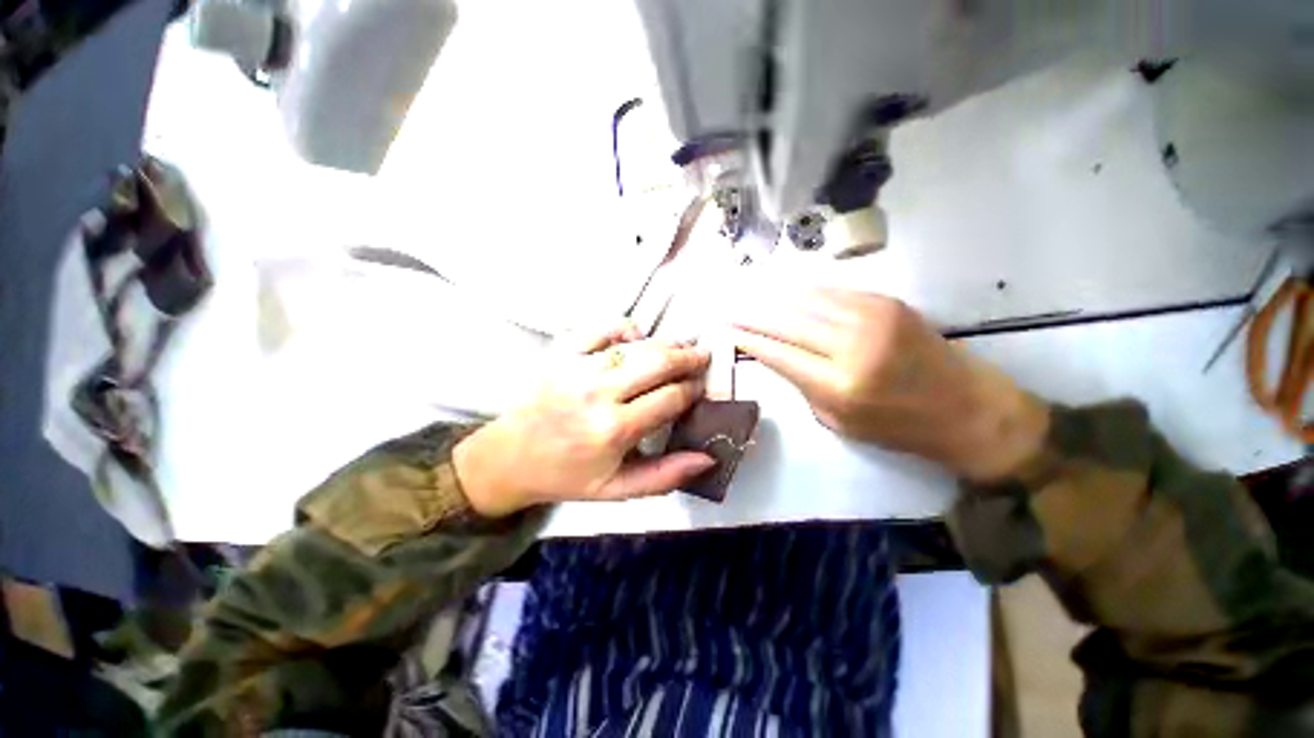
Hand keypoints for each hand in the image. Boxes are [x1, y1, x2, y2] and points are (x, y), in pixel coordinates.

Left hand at [453, 322, 714, 516]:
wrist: (510, 458)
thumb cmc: (567, 475)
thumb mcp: (618, 489)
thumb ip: (665, 476)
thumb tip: (708, 457)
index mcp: (615, 430)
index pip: (671, 398)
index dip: (693, 389)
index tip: (701, 388)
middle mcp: (599, 393)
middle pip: (659, 362)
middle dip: (688, 357)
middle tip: (702, 356)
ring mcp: (579, 368)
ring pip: (637, 345)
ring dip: (664, 343)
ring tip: (679, 347)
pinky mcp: (563, 354)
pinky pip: (603, 329)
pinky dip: (626, 329)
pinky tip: (636, 338)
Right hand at [731, 289, 1048, 481]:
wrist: (968, 407)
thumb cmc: (899, 427)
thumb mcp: (838, 422)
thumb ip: (803, 386)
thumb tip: (776, 355)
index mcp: (838, 385)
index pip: (778, 353)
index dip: (750, 340)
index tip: (728, 331)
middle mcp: (851, 346)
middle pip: (786, 322)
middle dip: (753, 315)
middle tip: (730, 309)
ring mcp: (871, 318)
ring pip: (806, 300)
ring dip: (774, 299)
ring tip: (750, 296)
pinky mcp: (887, 302)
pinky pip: (833, 292)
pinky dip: (805, 293)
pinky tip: (787, 292)